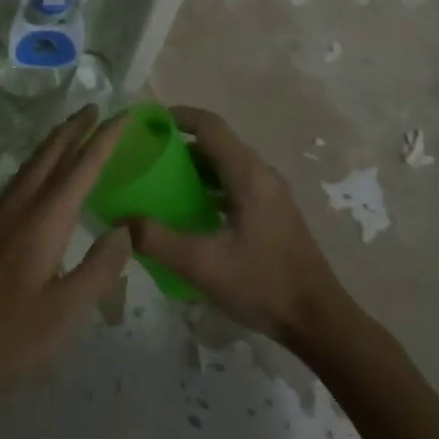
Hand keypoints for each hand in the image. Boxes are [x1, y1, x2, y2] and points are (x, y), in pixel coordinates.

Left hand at [0, 107, 132, 422]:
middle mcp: (16, 207)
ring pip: (28, 167)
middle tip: (94, 108)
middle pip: (48, 155)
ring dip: (53, 146)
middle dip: (73, 129)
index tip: (123, 114)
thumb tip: (124, 230)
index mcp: (42, 221)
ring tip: (71, 135)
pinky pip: (15, 184)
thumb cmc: (4, 339)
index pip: (81, 167)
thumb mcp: (65, 313)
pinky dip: (36, 168)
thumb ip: (99, 268)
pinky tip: (37, 183)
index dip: (104, 139)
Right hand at [125, 106, 350, 347]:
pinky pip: (235, 184)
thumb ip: (157, 240)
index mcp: (248, 174)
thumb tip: (120, 221)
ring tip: (160, 183)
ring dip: (194, 167)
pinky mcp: (273, 212)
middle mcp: (261, 174)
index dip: (177, 116)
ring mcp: (271, 193)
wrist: (319, 321)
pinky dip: (209, 186)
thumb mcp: (203, 265)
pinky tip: (190, 213)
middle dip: (179, 144)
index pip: (209, 126)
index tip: (146, 123)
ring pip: (226, 165)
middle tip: (145, 156)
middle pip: (216, 143)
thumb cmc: (263, 285)